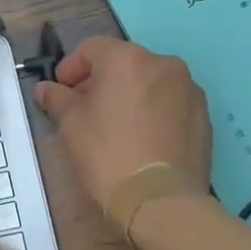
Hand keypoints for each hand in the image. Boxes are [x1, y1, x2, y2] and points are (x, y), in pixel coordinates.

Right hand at [34, 37, 212, 208]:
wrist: (160, 201)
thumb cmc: (107, 154)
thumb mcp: (70, 125)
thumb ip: (56, 98)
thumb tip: (46, 89)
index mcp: (127, 58)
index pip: (91, 48)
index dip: (70, 68)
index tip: (60, 92)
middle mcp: (163, 64)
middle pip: (123, 63)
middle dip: (100, 81)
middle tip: (84, 110)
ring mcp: (189, 90)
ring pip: (149, 82)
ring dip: (129, 95)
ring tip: (115, 126)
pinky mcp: (203, 116)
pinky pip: (169, 103)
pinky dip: (152, 112)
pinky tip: (141, 139)